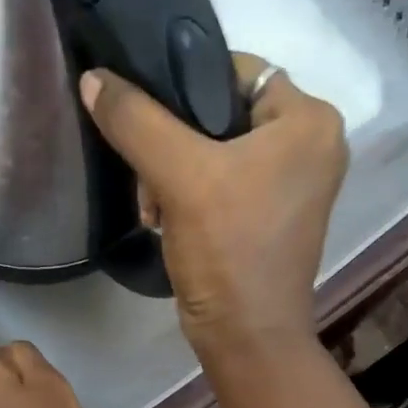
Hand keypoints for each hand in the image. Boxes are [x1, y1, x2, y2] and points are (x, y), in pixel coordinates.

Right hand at [81, 54, 347, 364]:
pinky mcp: (271, 216)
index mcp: (310, 121)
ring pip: (215, 150)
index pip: (236, 70)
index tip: (147, 118)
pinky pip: (222, 182)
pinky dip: (189, 195)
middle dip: (172, 143)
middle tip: (148, 178)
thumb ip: (135, 120)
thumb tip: (95, 80)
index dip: (185, 85)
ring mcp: (293, 184)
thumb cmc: (228, 249)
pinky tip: (165, 219)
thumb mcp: (179, 175)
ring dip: (173, 173)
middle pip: (221, 113)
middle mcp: (312, 145)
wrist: (246, 336)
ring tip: (154, 207)